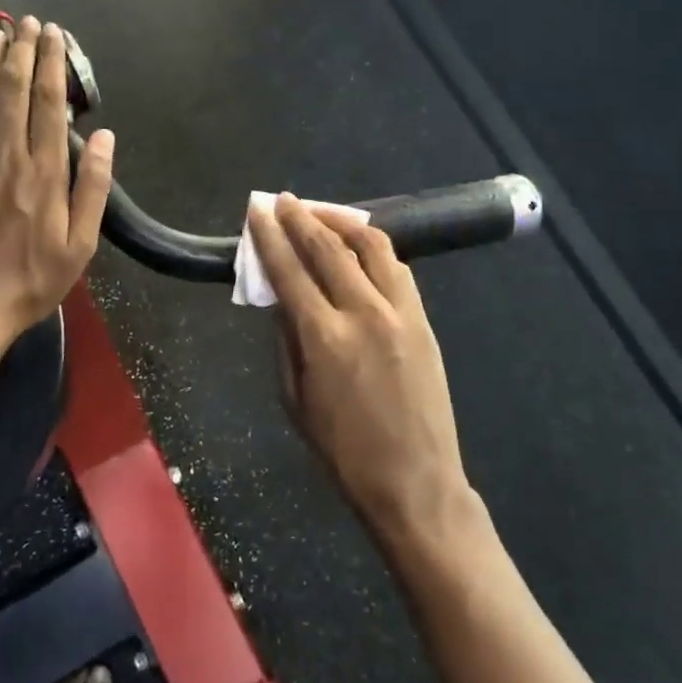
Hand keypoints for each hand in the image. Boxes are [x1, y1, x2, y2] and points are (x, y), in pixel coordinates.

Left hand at [0, 17, 113, 344]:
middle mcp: (6, 156)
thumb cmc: (30, 281)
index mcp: (44, 173)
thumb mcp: (80, 246)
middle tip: (27, 22)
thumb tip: (104, 137)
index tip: (54, 35)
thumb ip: (92, 189)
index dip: (51, 64)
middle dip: (22, 51)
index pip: (48, 104)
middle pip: (13, 90)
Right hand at [246, 195, 471, 541]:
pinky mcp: (423, 320)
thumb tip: (280, 298)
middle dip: (302, 218)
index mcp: (324, 338)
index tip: (258, 212)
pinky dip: (374, 248)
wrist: (415, 482)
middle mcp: (364, 313)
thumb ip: (286, 341)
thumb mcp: (295, 400)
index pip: (289, 270)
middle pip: (328, 248)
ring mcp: (401, 313)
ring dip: (342, 222)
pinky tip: (360, 246)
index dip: (270, 237)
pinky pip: (397, 269)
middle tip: (284, 201)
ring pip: (372, 246)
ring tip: (322, 213)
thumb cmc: (343, 451)